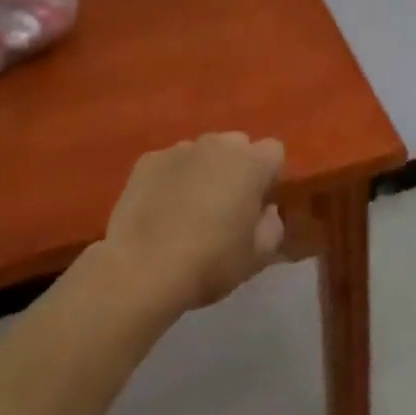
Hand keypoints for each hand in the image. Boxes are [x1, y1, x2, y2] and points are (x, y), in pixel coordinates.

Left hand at [101, 133, 287, 311]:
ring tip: (188, 208)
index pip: (274, 152)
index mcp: (252, 163)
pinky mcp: (148, 160)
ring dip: (204, 170)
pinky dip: (171, 178)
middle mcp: (218, 144)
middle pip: (238, 145)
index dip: (269, 176)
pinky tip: (160, 210)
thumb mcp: (258, 256)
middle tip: (225, 205)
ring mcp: (180, 149)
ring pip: (203, 152)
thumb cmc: (210, 262)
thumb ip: (272, 226)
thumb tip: (266, 210)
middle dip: (237, 168)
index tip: (258, 203)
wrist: (141, 269)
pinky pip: (170, 163)